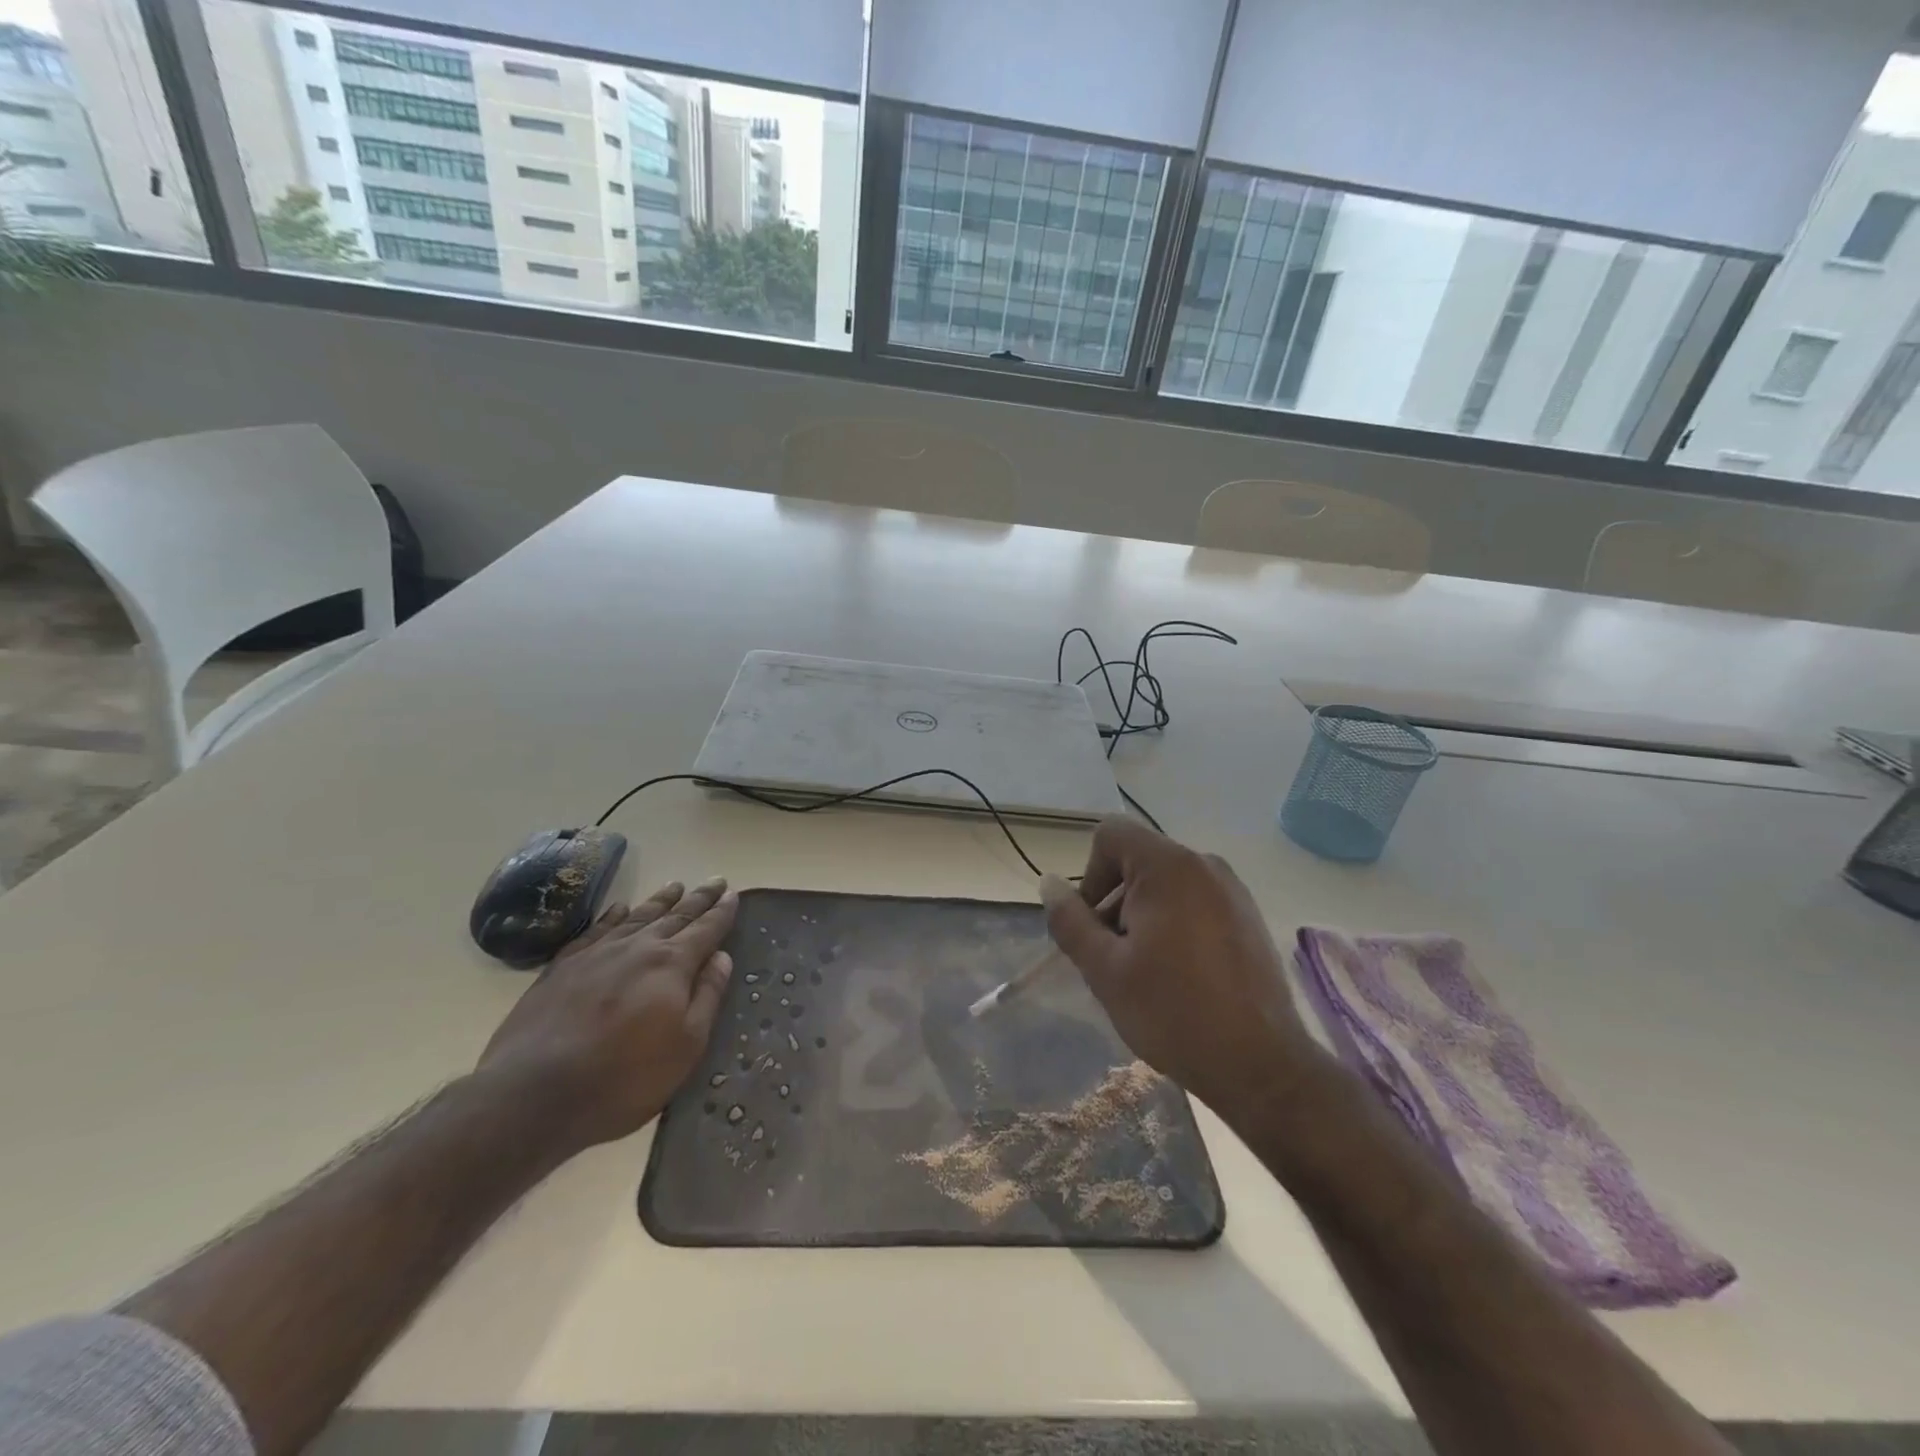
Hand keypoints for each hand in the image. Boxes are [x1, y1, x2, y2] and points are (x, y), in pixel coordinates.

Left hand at [476, 877, 737, 1156]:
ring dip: (660, 901)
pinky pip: (594, 930)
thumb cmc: (624, 1077)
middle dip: (698, 899)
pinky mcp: (562, 968)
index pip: (706, 930)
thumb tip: (722, 957)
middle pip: (675, 916)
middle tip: (716, 882)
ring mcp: (596, 954)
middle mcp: (637, 948)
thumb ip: (707, 996)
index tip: (734, 894)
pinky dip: (612, 916)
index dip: (722, 912)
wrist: (534, 1094)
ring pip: (636, 917)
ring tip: (675, 886)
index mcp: (671, 964)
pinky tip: (618, 909)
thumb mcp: (686, 1045)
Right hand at [1041, 819, 1331, 1122]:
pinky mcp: (1248, 916)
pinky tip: (1181, 976)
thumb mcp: (1104, 969)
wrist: (1261, 1066)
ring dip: (1143, 916)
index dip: (1090, 874)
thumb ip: (1070, 920)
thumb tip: (1049, 883)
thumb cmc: (1173, 1012)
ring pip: (1166, 884)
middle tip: (1116, 959)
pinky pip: (1195, 902)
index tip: (1096, 926)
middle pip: (1138, 861)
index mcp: (1169, 867)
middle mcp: (1204, 865)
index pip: (1110, 834)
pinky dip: (1175, 924)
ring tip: (1148, 973)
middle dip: (1116, 902)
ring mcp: (1232, 890)